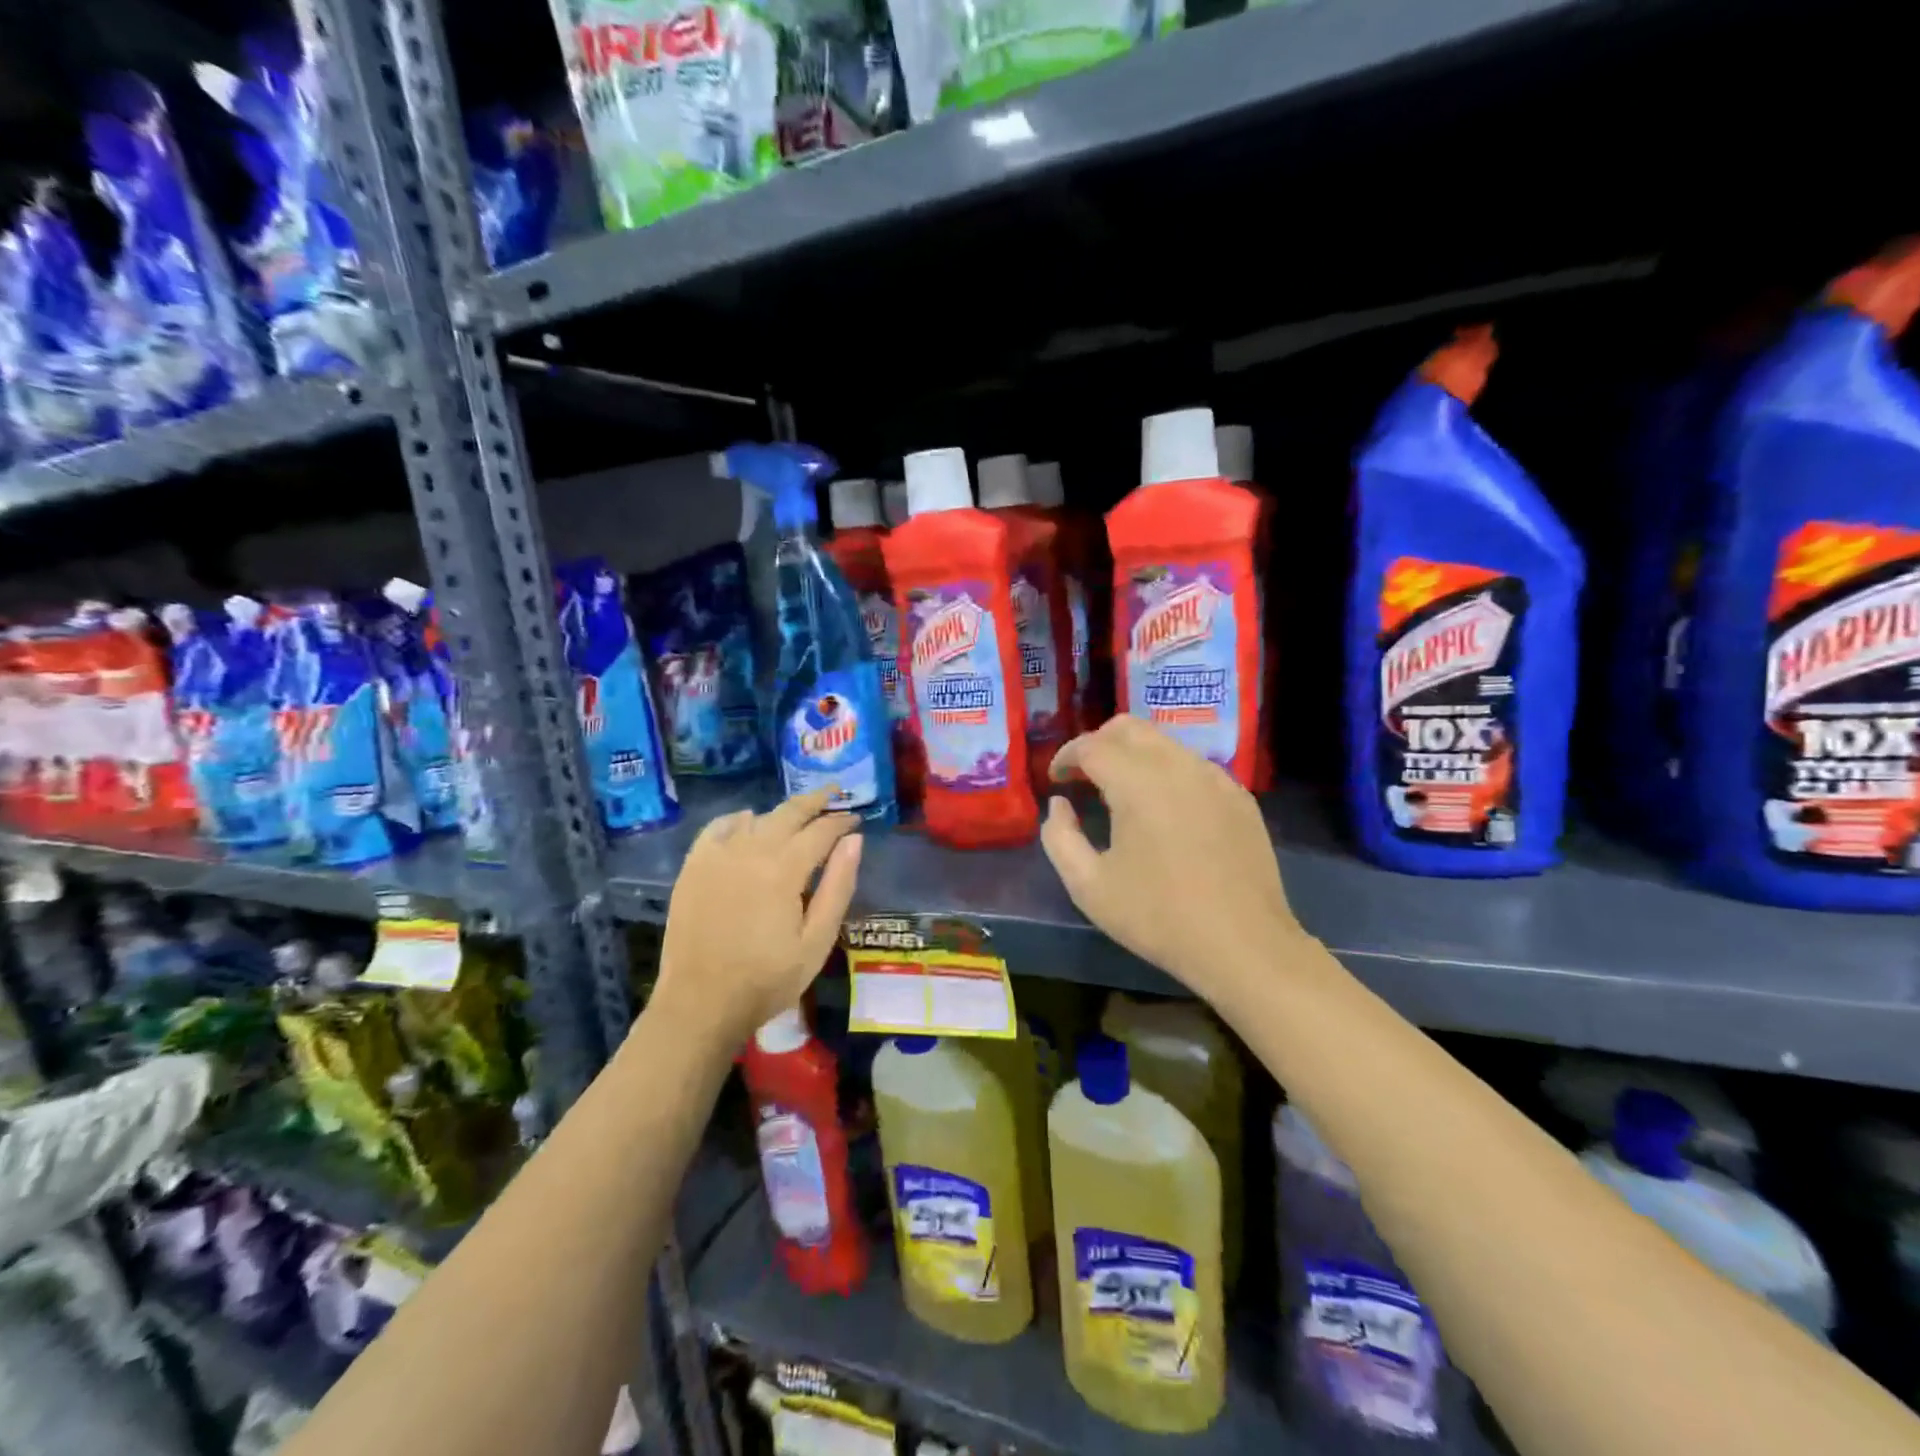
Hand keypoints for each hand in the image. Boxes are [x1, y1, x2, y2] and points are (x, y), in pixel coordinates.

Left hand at [654, 792, 862, 1043]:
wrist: (700, 1005)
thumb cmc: (767, 980)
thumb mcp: (816, 941)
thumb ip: (838, 887)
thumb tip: (854, 840)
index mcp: (784, 870)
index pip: (821, 830)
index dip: (841, 821)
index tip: (855, 820)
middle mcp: (750, 851)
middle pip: (788, 813)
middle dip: (815, 801)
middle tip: (833, 793)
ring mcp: (717, 856)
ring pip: (756, 818)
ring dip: (780, 813)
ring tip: (797, 816)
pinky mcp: (694, 867)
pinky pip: (718, 828)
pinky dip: (737, 820)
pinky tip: (747, 823)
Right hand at [1040, 716, 1303, 999]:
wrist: (1244, 945)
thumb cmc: (1158, 917)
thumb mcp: (1089, 886)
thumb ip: (1059, 837)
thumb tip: (1059, 805)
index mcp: (1137, 782)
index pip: (1091, 745)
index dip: (1066, 756)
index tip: (1056, 779)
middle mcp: (1177, 765)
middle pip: (1129, 728)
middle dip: (1098, 744)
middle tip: (1084, 777)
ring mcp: (1214, 777)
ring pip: (1164, 743)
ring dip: (1134, 755)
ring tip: (1121, 793)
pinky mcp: (1239, 796)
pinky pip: (1193, 765)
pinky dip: (1168, 772)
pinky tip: (1164, 809)